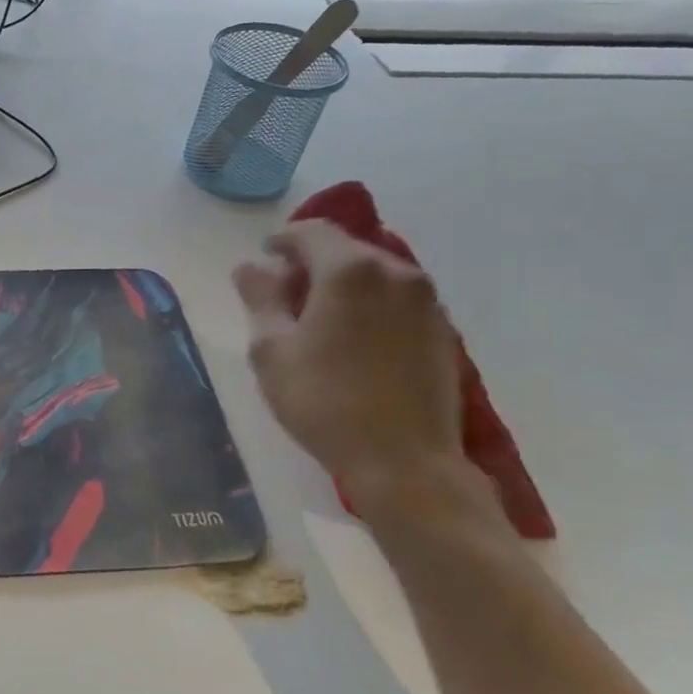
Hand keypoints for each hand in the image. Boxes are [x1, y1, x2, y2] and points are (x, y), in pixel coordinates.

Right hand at [233, 220, 462, 504]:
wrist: (404, 461)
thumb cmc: (324, 402)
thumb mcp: (272, 351)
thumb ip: (261, 299)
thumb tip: (250, 266)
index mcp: (350, 271)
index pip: (313, 232)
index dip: (284, 239)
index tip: (265, 255)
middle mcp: (396, 274)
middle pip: (348, 249)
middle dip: (314, 262)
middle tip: (286, 291)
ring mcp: (427, 303)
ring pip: (376, 275)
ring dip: (344, 284)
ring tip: (319, 316)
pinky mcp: (442, 331)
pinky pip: (398, 300)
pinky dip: (371, 305)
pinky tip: (354, 339)